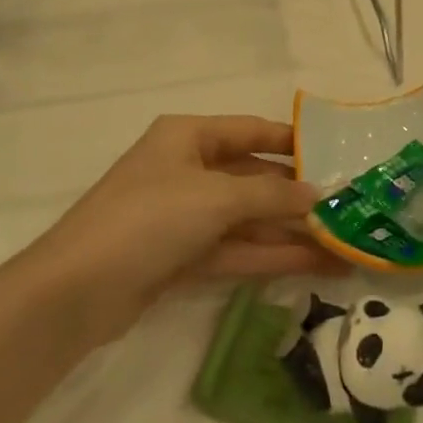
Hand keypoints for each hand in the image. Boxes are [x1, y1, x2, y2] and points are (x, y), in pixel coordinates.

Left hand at [32, 115, 345, 338]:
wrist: (76, 291)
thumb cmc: (149, 218)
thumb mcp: (216, 197)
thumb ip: (271, 194)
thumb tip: (317, 194)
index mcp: (188, 136)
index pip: (251, 131)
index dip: (293, 143)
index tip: (336, 155)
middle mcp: (187, 170)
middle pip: (252, 177)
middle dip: (296, 196)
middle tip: (346, 209)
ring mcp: (184, 216)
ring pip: (247, 219)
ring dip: (289, 232)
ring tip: (342, 245)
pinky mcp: (181, 257)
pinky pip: (234, 249)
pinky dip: (268, 256)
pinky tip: (312, 263)